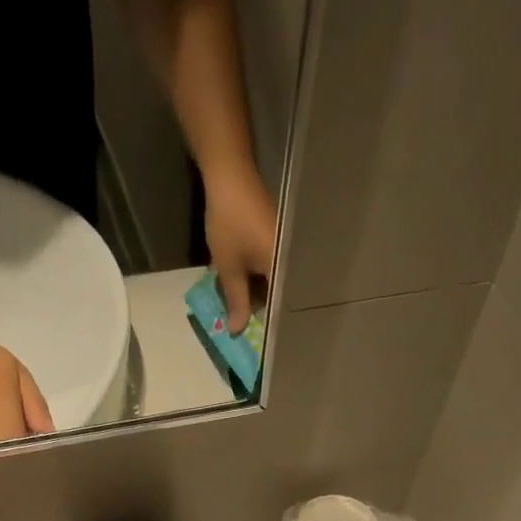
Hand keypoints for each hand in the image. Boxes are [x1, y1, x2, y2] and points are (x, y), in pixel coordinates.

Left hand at [204, 165, 277, 330]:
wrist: (230, 176)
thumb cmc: (230, 223)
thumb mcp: (228, 268)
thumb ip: (236, 301)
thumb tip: (238, 331)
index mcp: (284, 270)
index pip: (282, 308)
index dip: (269, 327)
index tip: (259, 344)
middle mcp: (291, 262)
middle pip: (279, 297)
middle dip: (261, 312)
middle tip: (244, 328)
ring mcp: (285, 250)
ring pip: (273, 284)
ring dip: (256, 295)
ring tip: (240, 310)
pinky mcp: (277, 242)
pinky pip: (270, 270)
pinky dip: (256, 280)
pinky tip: (242, 286)